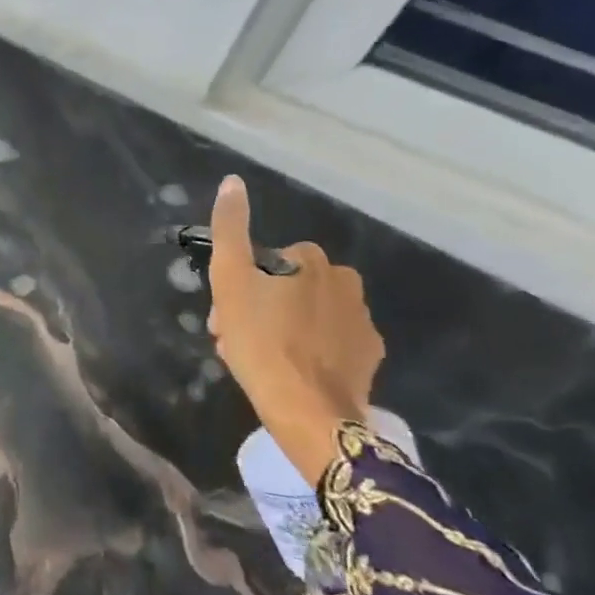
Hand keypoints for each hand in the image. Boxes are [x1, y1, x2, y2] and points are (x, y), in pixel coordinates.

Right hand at [206, 174, 383, 486]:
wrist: (308, 413)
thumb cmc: (261, 341)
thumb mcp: (230, 279)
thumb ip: (230, 227)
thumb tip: (233, 181)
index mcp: (313, 262)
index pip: (268, 262)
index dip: (241, 285)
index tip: (224, 314)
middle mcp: (346, 284)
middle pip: (288, 288)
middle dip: (260, 308)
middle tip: (235, 340)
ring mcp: (363, 324)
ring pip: (308, 315)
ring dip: (281, 329)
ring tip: (257, 360)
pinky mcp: (370, 360)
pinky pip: (330, 344)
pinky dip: (309, 352)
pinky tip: (289, 373)